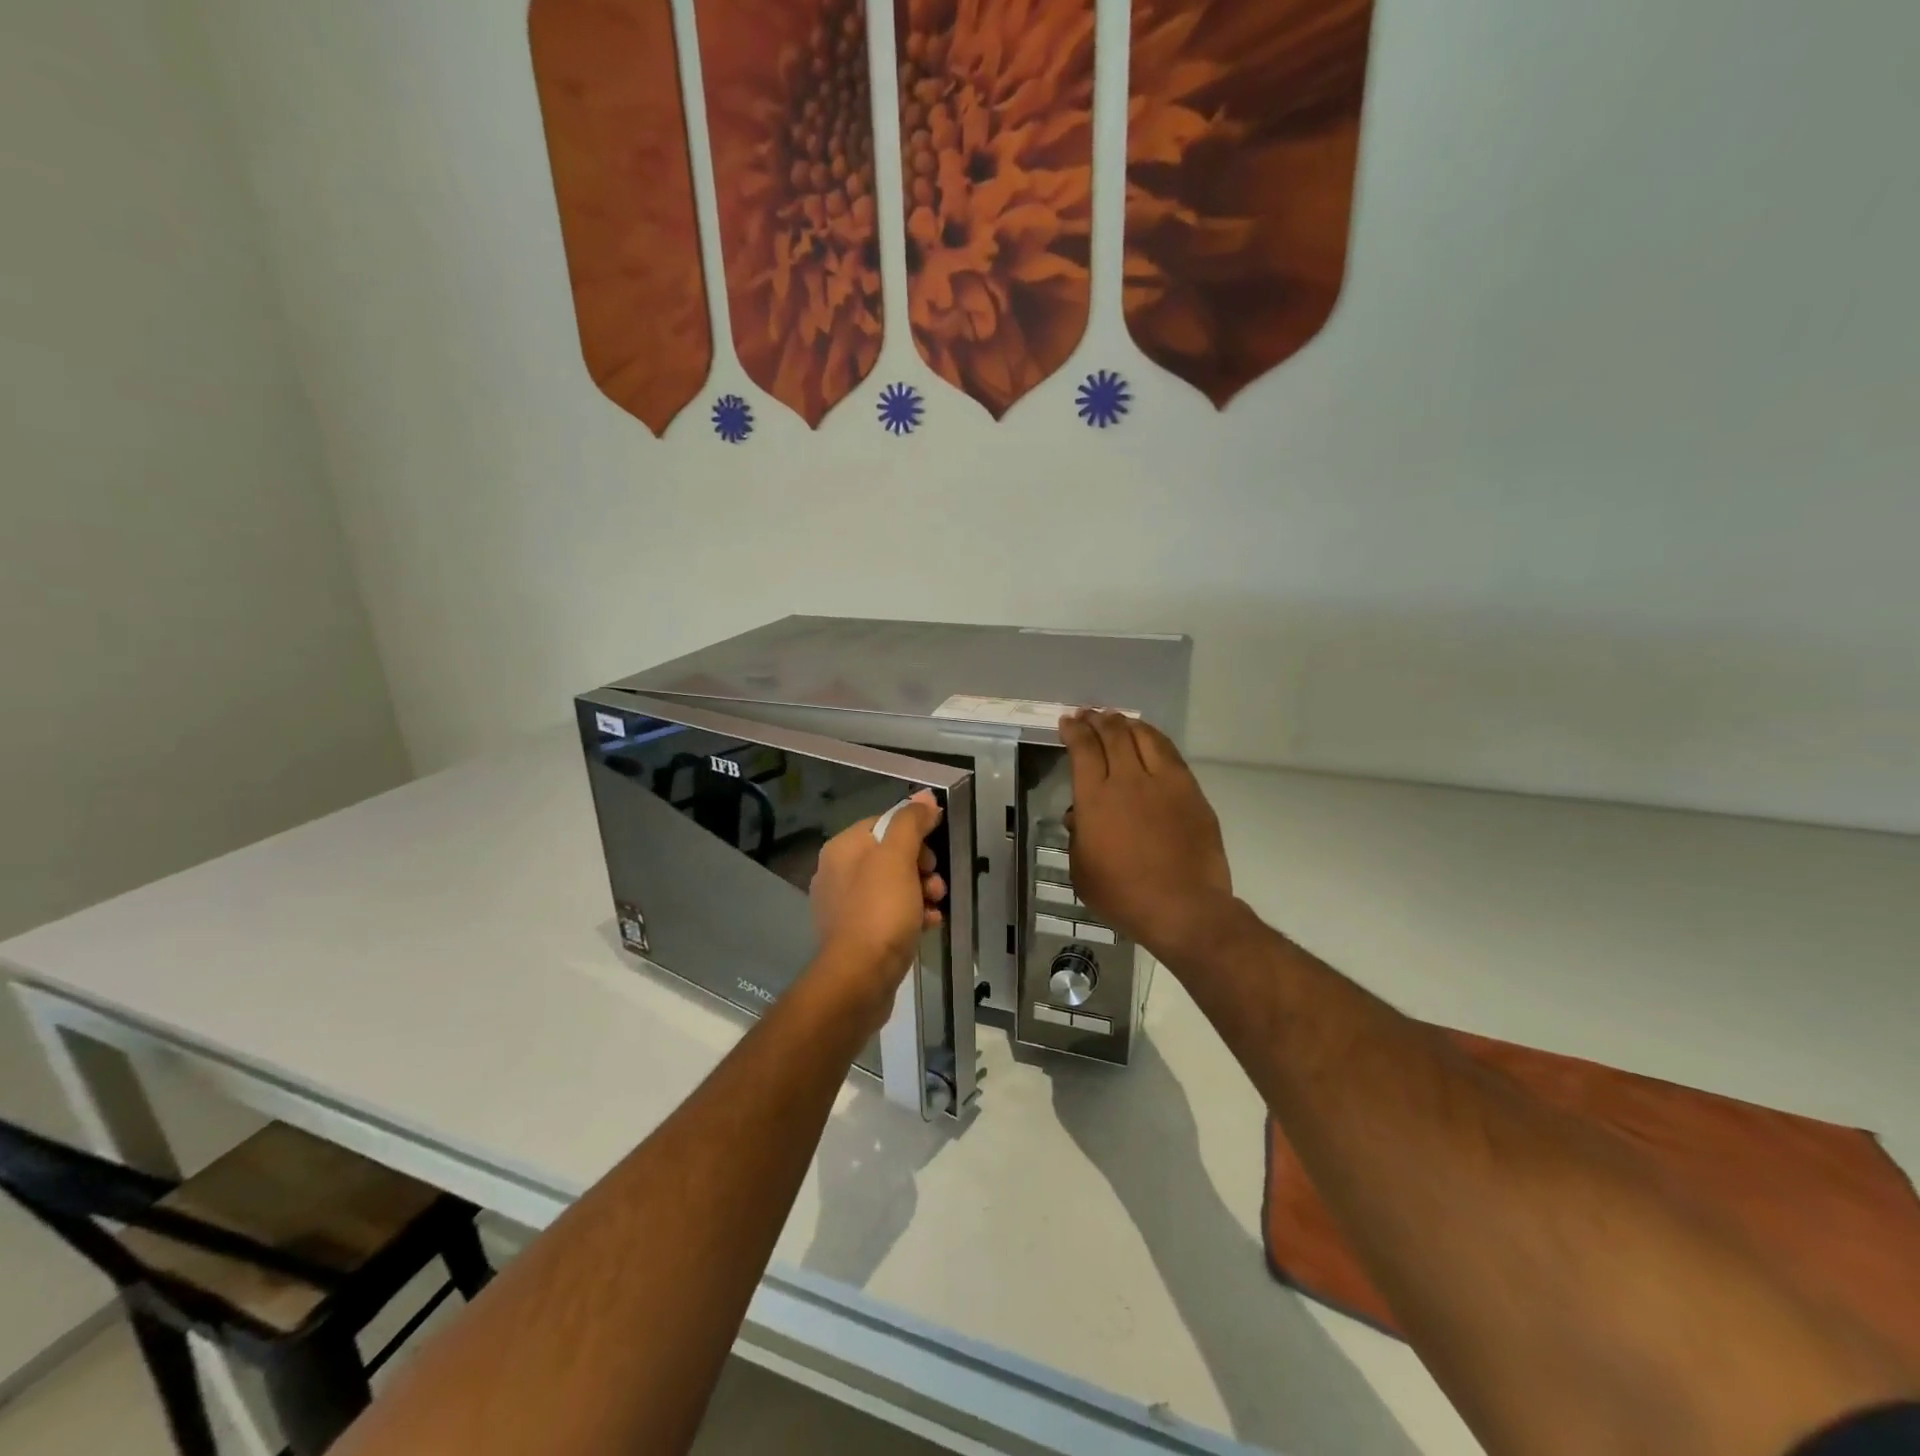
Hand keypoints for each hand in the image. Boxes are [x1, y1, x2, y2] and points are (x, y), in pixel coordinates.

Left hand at [808, 791, 945, 1025]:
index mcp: (843, 848)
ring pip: (894, 885)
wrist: (859, 979)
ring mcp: (846, 905)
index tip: (935, 852)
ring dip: (922, 891)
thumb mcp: (898, 858)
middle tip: (936, 884)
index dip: (916, 833)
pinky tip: (929, 925)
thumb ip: (911, 822)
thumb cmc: (879, 911)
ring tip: (936, 906)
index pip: (885, 823)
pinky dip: (912, 915)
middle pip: (891, 854)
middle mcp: (838, 872)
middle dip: (922, 866)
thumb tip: (926, 797)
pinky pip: (890, 913)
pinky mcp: (857, 934)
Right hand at [1058, 710, 1233, 963]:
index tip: (1067, 722)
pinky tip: (1150, 740)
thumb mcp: (1082, 871)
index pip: (1083, 749)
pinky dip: (1155, 739)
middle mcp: (1128, 781)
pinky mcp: (1190, 792)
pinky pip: (1170, 754)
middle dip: (1098, 719)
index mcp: (1095, 799)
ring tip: (1119, 720)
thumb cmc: (1123, 896)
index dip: (1074, 731)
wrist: (1182, 907)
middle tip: (1089, 714)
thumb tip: (1078, 815)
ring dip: (1127, 724)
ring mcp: (1164, 783)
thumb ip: (1077, 837)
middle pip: (1113, 735)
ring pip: (1144, 737)